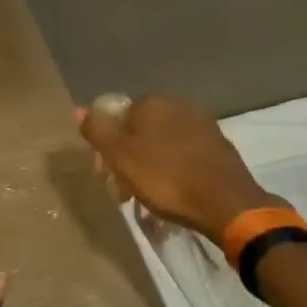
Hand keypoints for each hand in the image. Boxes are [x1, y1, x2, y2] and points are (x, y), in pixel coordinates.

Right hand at [77, 95, 284, 244]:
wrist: (225, 203)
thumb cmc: (165, 179)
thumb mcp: (120, 156)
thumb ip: (97, 130)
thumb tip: (80, 109)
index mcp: (152, 103)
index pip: (116, 117)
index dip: (105, 147)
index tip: (103, 174)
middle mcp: (178, 105)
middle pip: (138, 131)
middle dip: (126, 158)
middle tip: (122, 190)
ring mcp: (202, 125)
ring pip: (160, 144)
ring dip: (147, 167)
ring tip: (145, 197)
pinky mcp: (218, 146)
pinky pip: (182, 155)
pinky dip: (170, 170)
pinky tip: (170, 192)